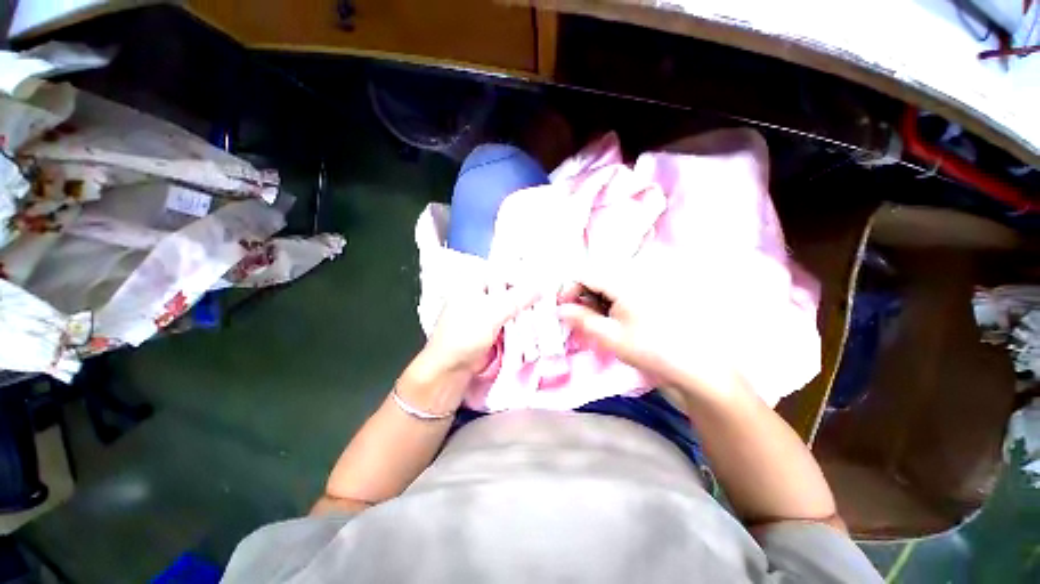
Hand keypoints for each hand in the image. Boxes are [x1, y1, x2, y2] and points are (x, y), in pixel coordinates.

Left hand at [425, 273, 540, 375]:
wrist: (450, 369)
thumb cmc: (465, 335)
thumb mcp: (492, 313)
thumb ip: (517, 299)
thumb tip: (540, 287)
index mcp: (475, 284)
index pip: (504, 273)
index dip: (523, 278)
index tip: (543, 284)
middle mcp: (482, 296)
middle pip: (510, 291)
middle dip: (528, 297)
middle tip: (548, 300)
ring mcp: (488, 314)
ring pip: (513, 308)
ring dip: (527, 312)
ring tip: (546, 313)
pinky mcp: (493, 329)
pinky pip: (513, 322)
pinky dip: (523, 325)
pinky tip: (536, 326)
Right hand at [558, 255, 740, 396]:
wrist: (694, 363)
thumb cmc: (649, 348)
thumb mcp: (609, 336)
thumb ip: (581, 319)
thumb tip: (560, 308)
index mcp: (623, 281)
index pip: (585, 274)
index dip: (569, 289)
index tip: (563, 309)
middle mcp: (634, 274)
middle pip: (596, 276)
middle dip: (582, 296)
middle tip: (580, 318)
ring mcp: (643, 281)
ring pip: (607, 283)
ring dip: (596, 299)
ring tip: (599, 322)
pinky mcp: (649, 290)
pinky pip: (620, 288)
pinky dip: (610, 301)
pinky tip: (614, 318)